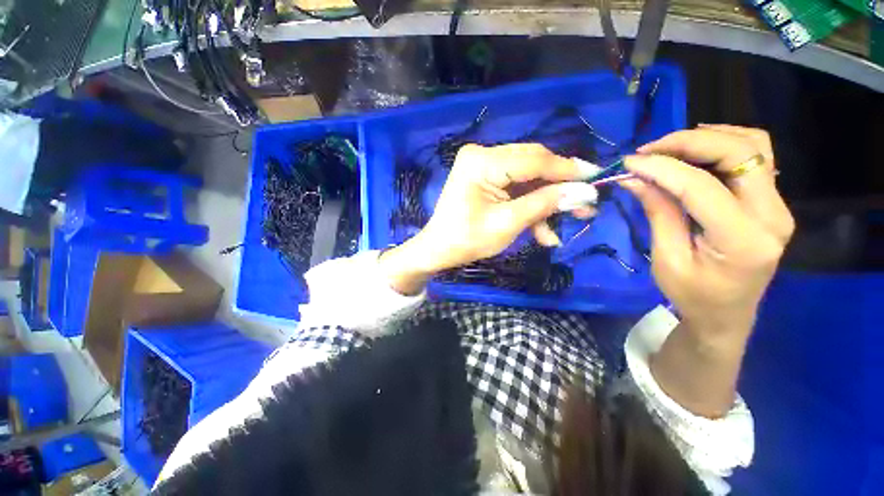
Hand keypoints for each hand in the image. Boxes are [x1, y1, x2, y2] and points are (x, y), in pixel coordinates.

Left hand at [380, 143, 599, 294]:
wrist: (438, 250)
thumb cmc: (466, 240)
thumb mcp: (507, 224)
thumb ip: (545, 204)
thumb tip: (586, 192)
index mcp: (481, 162)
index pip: (534, 159)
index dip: (568, 170)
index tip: (598, 178)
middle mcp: (482, 155)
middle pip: (533, 164)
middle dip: (559, 187)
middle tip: (586, 205)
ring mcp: (483, 166)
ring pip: (528, 178)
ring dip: (546, 201)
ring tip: (568, 222)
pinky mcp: (486, 178)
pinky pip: (515, 188)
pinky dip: (530, 206)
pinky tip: (543, 231)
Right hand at [622, 125, 794, 337]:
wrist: (727, 314)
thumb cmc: (692, 295)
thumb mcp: (666, 259)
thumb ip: (657, 212)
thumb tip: (634, 178)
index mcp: (743, 240)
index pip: (701, 186)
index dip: (662, 168)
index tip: (629, 162)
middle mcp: (772, 215)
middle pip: (740, 152)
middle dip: (688, 142)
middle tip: (649, 150)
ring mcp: (777, 205)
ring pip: (752, 144)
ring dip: (708, 137)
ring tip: (668, 148)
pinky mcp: (771, 201)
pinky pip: (754, 155)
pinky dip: (723, 143)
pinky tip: (695, 151)